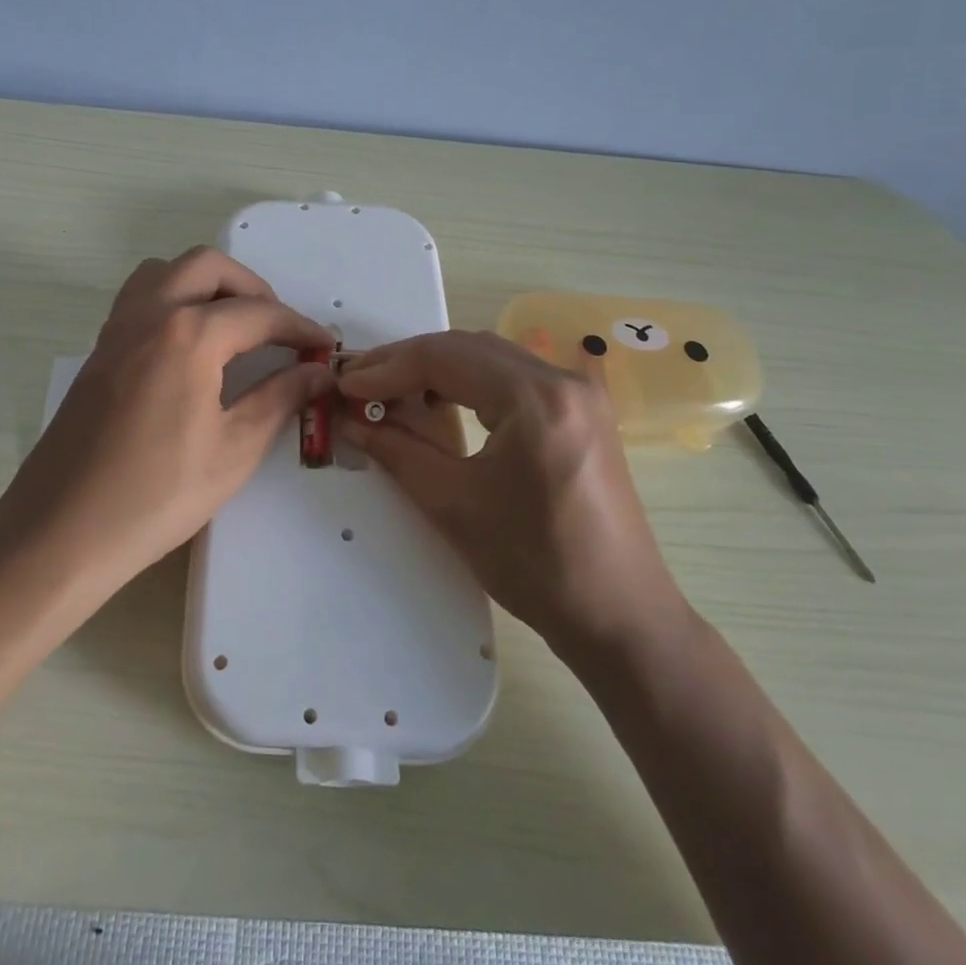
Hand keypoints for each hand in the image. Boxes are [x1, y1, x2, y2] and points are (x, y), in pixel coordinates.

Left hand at [0, 247, 333, 593]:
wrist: (61, 530)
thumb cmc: (157, 495)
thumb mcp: (234, 450)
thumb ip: (280, 399)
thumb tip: (318, 372)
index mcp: (189, 335)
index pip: (259, 313)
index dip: (299, 328)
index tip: (323, 347)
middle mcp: (150, 314)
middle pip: (208, 266)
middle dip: (252, 287)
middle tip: (276, 329)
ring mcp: (117, 329)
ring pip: (166, 271)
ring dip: (206, 283)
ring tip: (232, 325)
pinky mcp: (99, 351)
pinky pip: (140, 298)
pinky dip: (173, 299)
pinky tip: (189, 347)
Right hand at [337, 330, 683, 647]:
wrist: (620, 617)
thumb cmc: (536, 565)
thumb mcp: (455, 505)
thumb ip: (397, 451)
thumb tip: (352, 420)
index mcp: (535, 398)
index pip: (445, 358)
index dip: (387, 368)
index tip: (346, 385)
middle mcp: (562, 379)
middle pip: (468, 347)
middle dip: (408, 361)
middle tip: (361, 383)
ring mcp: (579, 392)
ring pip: (491, 356)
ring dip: (439, 367)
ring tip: (393, 391)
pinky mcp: (583, 411)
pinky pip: (514, 375)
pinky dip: (471, 380)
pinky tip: (444, 401)